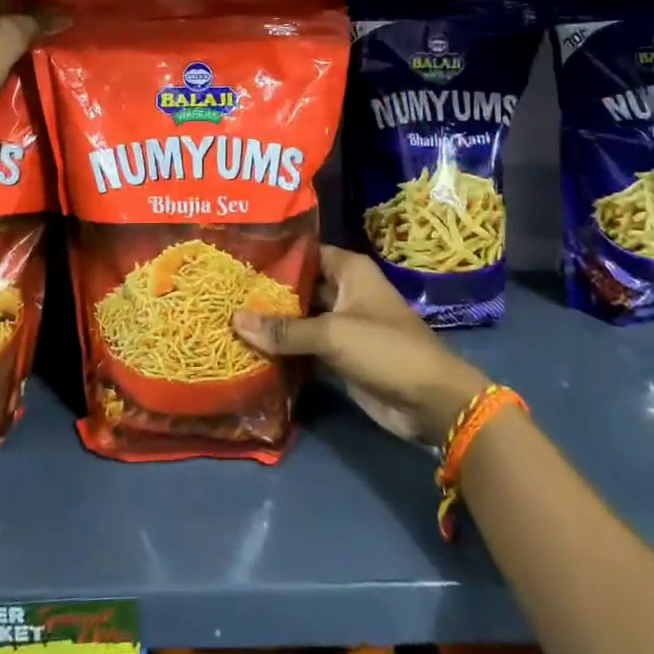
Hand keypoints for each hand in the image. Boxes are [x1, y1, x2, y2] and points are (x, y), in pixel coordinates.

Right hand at [233, 245, 490, 445]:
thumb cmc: (385, 349)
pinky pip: (304, 346)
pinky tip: (249, 349)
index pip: (303, 252)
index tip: (235, 258)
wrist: (430, 401)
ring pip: (299, 318)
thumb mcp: (332, 334)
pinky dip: (283, 349)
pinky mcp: (339, 355)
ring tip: (226, 317)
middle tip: (222, 291)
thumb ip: (283, 329)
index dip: (272, 255)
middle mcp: (344, 291)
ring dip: (271, 323)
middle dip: (265, 292)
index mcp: (348, 270)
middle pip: (298, 286)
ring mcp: (341, 324)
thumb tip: (234, 320)